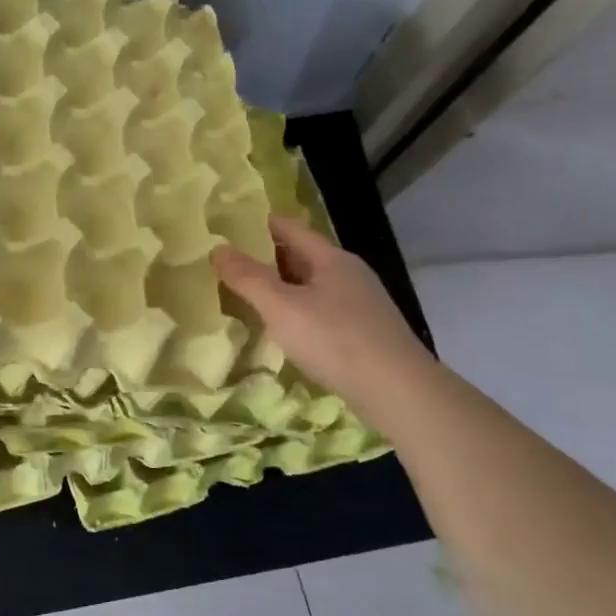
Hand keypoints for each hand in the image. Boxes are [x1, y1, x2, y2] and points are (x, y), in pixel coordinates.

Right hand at [213, 217, 430, 408]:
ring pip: (312, 285)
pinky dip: (299, 310)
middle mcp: (348, 274)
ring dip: (283, 287)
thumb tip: (217, 248)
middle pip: (302, 255)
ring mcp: (360, 304)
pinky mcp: (364, 332)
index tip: (230, 226)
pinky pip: (322, 309)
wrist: (398, 392)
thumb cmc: (335, 340)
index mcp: (330, 258)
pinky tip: (285, 328)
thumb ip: (247, 277)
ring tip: (249, 295)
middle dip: (268, 257)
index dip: (260, 224)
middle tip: (230, 263)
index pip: (290, 228)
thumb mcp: (281, 307)